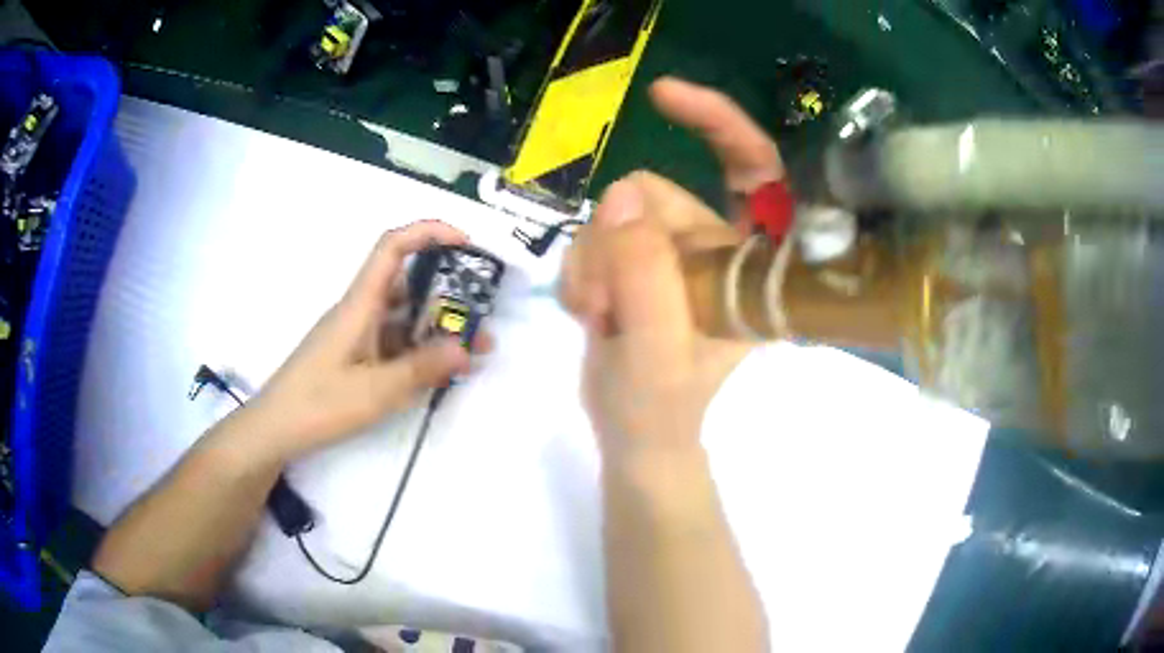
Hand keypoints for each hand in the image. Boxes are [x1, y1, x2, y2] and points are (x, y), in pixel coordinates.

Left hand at [242, 221, 482, 462]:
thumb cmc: (319, 404)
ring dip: (437, 328)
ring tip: (472, 352)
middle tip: (482, 321)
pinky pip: (395, 342)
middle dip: (449, 295)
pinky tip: (440, 372)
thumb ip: (421, 369)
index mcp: (360, 304)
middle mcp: (360, 311)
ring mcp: (358, 334)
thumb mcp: (374, 392)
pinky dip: (420, 350)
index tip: (467, 245)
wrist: (276, 429)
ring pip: (404, 317)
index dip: (429, 233)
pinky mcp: (356, 356)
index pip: (392, 247)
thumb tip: (467, 349)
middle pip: (408, 284)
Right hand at [561, 78, 784, 457]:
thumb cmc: (662, 410)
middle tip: (604, 304)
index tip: (664, 96)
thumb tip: (620, 197)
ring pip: (615, 216)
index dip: (721, 125)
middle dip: (616, 245)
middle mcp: (718, 248)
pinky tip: (588, 311)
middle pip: (655, 194)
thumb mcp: (657, 352)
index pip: (756, 172)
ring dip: (593, 266)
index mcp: (751, 266)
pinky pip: (594, 236)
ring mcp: (675, 253)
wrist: (634, 434)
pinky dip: (580, 273)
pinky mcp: (637, 260)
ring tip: (598, 318)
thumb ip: (645, 276)